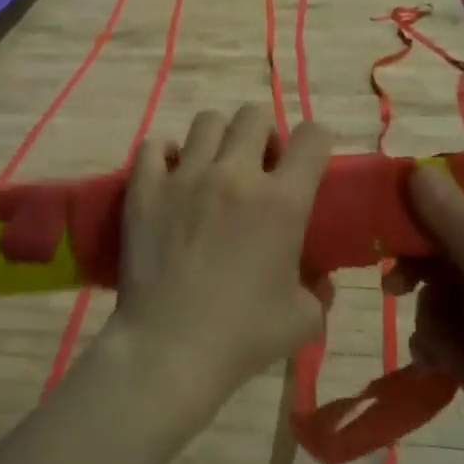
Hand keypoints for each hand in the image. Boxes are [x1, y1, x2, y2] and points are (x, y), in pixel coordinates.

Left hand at [111, 106, 332, 421]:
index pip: (313, 137)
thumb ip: (319, 289)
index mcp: (283, 201)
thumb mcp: (304, 318)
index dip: (316, 143)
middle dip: (264, 134)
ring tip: (213, 169)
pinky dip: (166, 154)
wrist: (170, 348)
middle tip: (258, 167)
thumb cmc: (244, 336)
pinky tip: (171, 177)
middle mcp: (235, 175)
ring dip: (218, 139)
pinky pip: (154, 145)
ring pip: (207, 122)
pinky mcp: (144, 189)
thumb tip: (317, 278)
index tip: (308, 163)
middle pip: (254, 115)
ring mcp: (185, 177)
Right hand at [384, 165, 463, 463]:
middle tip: (393, 285)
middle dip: (424, 279)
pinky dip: (432, 345)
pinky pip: (437, 333)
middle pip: (448, 262)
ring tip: (441, 348)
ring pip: (436, 300)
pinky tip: (439, 365)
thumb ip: (460, 227)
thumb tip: (419, 169)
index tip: (396, 225)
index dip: (432, 221)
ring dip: (430, 321)